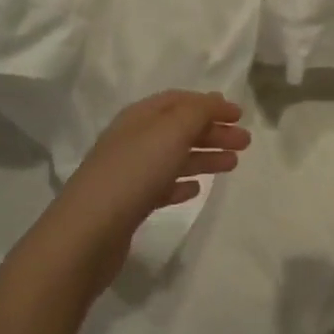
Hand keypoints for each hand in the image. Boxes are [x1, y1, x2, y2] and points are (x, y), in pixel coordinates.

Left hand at [47, 91, 249, 290]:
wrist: (88, 233)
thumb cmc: (133, 173)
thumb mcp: (170, 131)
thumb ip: (197, 112)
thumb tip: (214, 101)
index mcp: (140, 117)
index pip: (179, 100)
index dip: (210, 104)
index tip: (240, 114)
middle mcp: (133, 139)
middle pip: (179, 128)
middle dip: (213, 131)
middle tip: (245, 143)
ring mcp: (130, 172)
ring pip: (174, 157)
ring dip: (204, 156)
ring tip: (232, 165)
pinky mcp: (129, 204)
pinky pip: (162, 186)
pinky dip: (182, 183)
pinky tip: (197, 190)